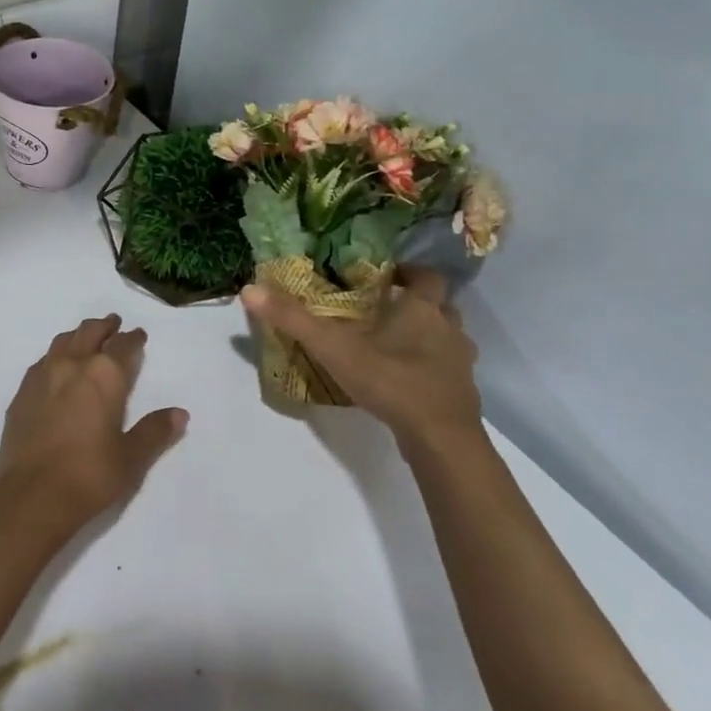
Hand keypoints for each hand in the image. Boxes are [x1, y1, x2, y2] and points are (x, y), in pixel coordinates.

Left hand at [0, 314, 188, 526]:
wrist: (31, 494)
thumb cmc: (89, 475)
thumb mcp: (131, 458)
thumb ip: (155, 431)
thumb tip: (179, 413)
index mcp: (104, 376)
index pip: (122, 346)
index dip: (132, 338)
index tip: (138, 334)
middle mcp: (72, 365)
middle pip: (88, 333)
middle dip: (104, 327)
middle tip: (113, 323)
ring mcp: (42, 376)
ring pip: (62, 342)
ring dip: (77, 335)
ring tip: (85, 337)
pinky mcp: (21, 393)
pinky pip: (42, 362)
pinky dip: (55, 356)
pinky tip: (55, 367)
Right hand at [241, 267, 483, 459]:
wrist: (440, 438)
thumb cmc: (391, 380)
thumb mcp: (333, 348)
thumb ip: (293, 319)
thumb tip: (249, 289)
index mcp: (423, 310)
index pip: (428, 278)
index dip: (411, 272)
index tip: (389, 275)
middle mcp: (449, 330)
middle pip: (441, 306)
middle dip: (418, 304)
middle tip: (386, 309)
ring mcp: (460, 364)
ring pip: (448, 339)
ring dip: (427, 337)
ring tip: (393, 345)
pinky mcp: (461, 394)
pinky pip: (446, 371)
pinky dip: (429, 370)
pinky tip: (404, 381)